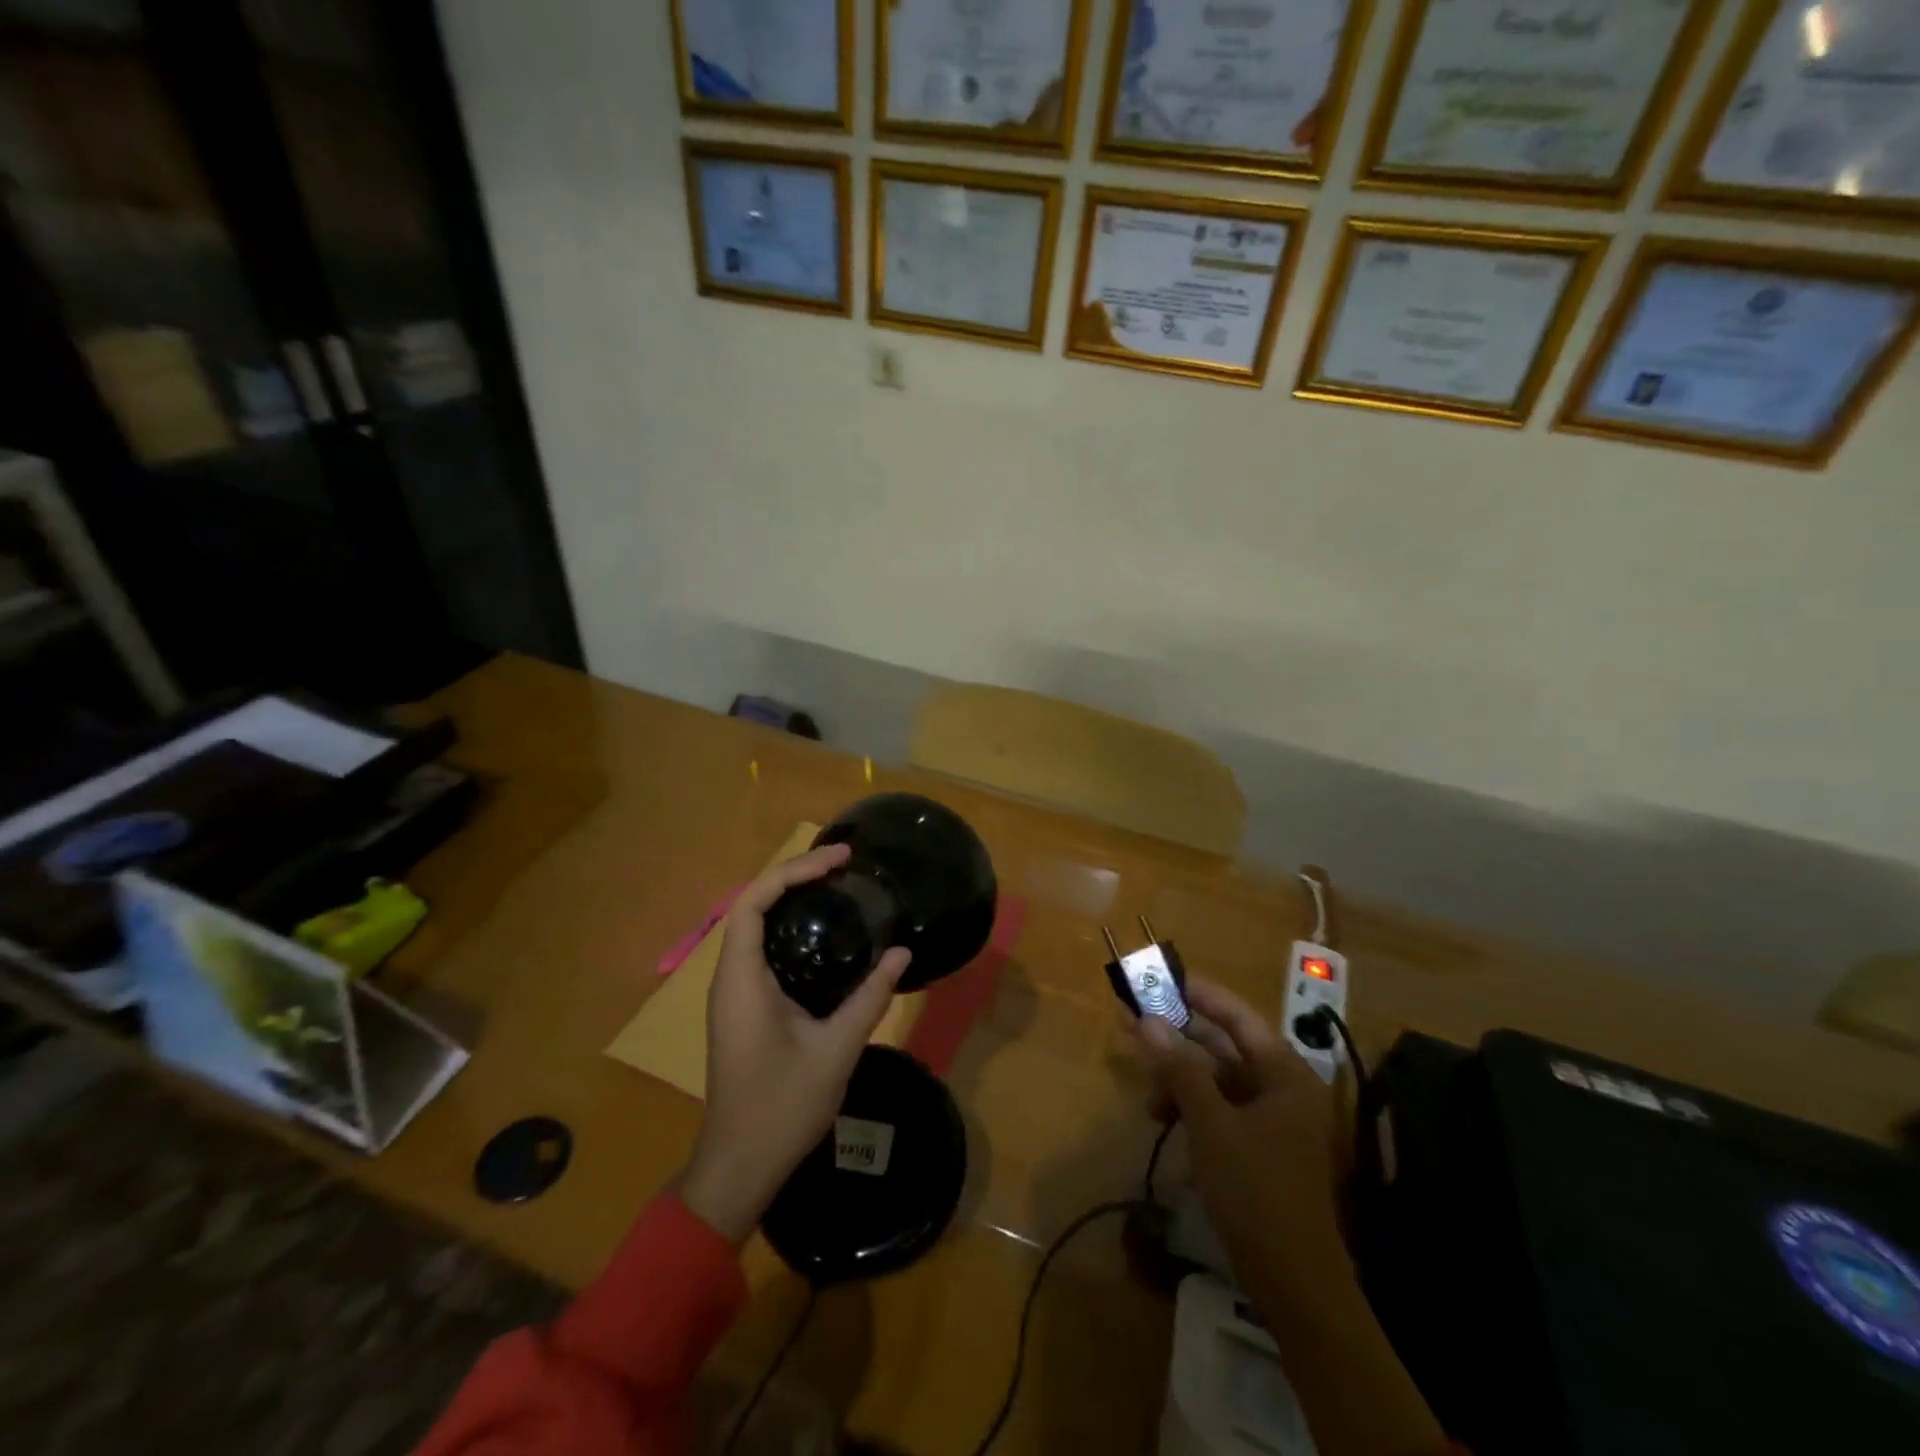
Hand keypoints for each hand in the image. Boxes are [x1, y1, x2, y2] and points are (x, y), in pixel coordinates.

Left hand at [679, 843, 910, 1243]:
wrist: (739, 1167)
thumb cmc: (782, 1108)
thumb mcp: (835, 1051)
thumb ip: (869, 998)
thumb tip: (902, 952)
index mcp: (741, 981)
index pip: (755, 902)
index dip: (793, 871)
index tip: (838, 859)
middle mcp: (730, 978)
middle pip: (754, 905)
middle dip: (796, 876)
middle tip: (845, 863)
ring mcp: (734, 994)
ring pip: (756, 926)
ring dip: (792, 899)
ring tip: (838, 885)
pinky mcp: (744, 1008)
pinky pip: (763, 950)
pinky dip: (790, 929)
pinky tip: (824, 935)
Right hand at [1138, 982, 1449, 1455]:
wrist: (1295, 1284)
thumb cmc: (1256, 1191)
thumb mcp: (1211, 1124)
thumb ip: (1179, 1068)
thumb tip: (1147, 1019)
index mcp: (1285, 1074)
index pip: (1238, 1016)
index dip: (1200, 994)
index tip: (1162, 978)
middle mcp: (1283, 1088)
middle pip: (1225, 1047)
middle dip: (1179, 1039)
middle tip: (1135, 1024)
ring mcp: (1274, 1120)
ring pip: (1218, 1081)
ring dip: (1180, 1079)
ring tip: (1146, 1091)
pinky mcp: (1261, 1147)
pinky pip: (1221, 1109)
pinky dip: (1192, 1108)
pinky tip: (1163, 1117)